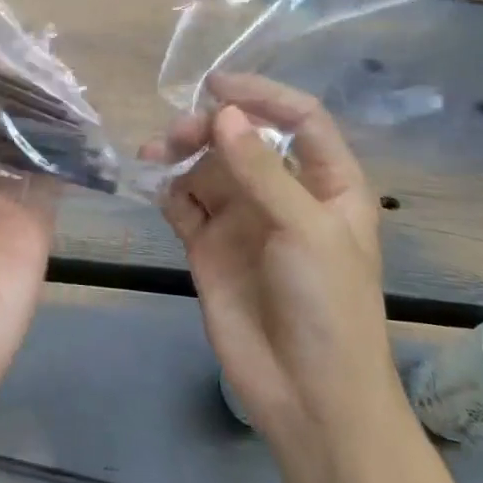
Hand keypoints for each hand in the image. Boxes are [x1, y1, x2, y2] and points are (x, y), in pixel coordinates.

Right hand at [145, 73, 402, 441]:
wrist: (308, 397)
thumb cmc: (328, 306)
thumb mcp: (306, 229)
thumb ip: (261, 170)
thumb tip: (223, 114)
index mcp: (326, 184)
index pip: (299, 119)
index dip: (262, 94)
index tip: (217, 86)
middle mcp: (283, 193)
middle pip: (243, 138)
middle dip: (209, 127)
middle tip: (177, 133)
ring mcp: (243, 220)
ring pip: (207, 166)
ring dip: (180, 153)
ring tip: (153, 155)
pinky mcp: (209, 246)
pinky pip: (184, 203)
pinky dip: (169, 189)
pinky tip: (158, 190)